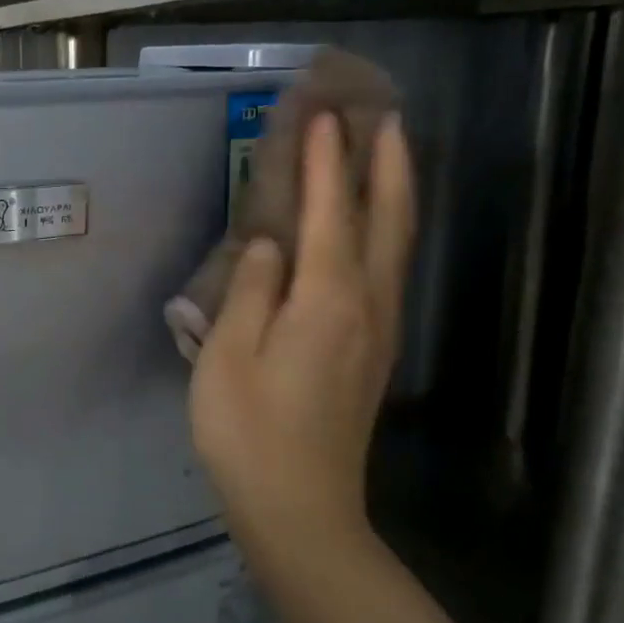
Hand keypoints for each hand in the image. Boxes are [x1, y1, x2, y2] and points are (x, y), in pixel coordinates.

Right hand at [189, 113, 412, 559]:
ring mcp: (378, 331)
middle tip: (383, 118)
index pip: (331, 214)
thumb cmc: (248, 430)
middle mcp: (367, 306)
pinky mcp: (373, 352)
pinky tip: (373, 229)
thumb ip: (248, 291)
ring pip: (397, 246)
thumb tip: (269, 246)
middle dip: (387, 165)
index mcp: (326, 301)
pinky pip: (388, 272)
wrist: (299, 506)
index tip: (324, 116)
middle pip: (387, 221)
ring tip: (388, 156)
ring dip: (395, 193)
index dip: (327, 163)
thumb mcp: (226, 356)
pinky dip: (386, 232)